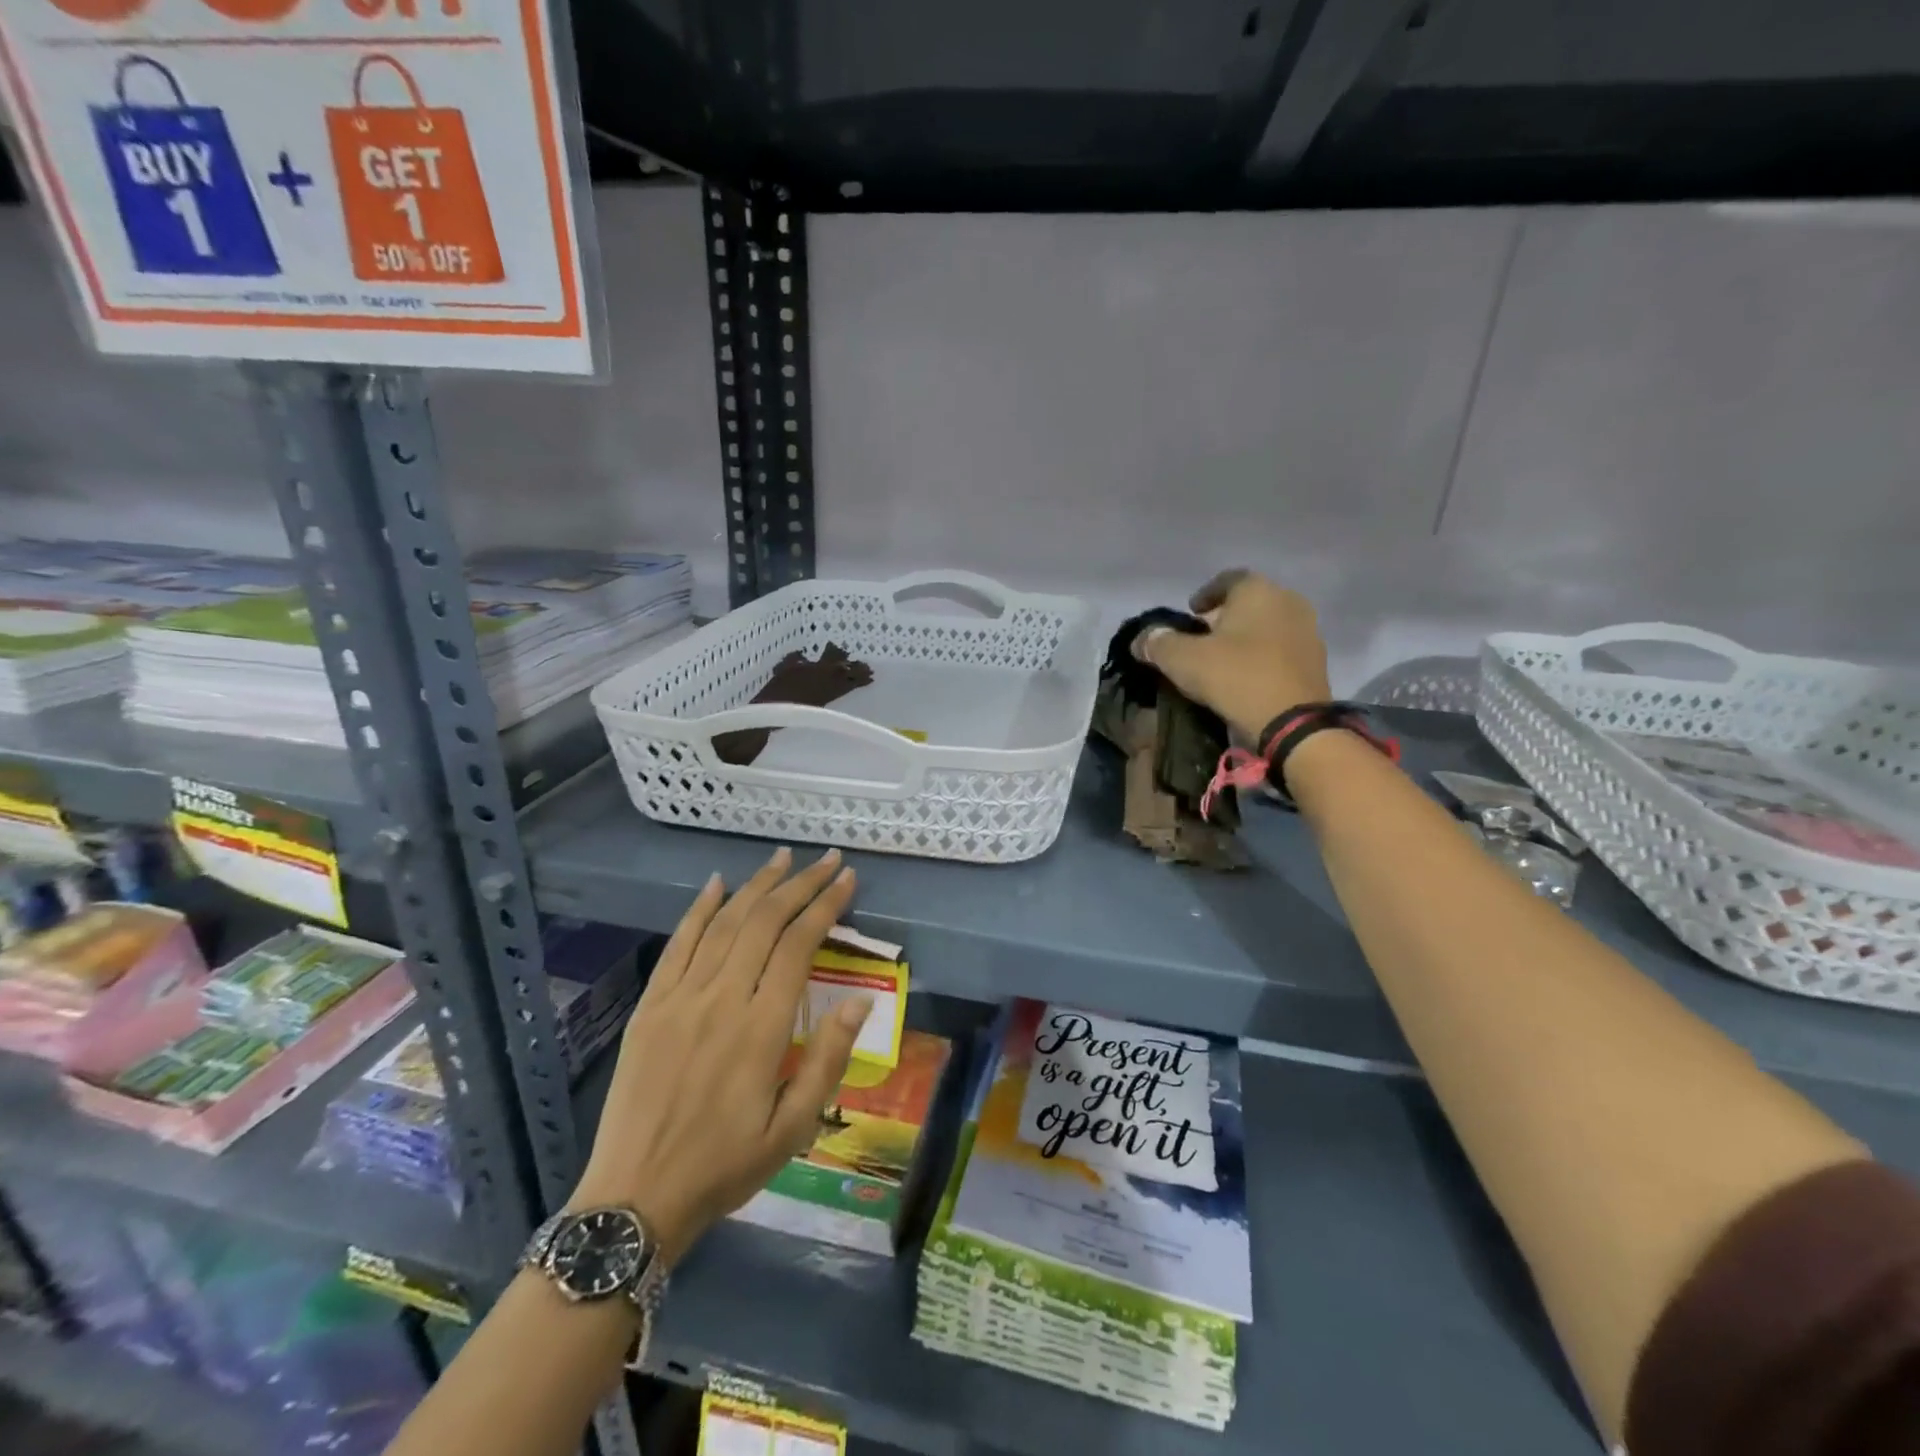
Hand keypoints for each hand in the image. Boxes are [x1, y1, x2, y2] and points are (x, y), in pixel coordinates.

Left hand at [568, 847, 868, 1262]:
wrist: (635, 1198)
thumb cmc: (725, 1166)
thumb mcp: (793, 1128)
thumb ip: (828, 1060)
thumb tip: (860, 1001)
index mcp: (761, 1029)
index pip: (799, 945)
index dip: (825, 906)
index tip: (847, 880)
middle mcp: (721, 999)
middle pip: (765, 922)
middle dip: (800, 884)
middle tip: (826, 859)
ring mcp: (680, 998)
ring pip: (725, 923)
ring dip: (756, 885)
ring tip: (783, 858)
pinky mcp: (651, 1006)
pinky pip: (678, 944)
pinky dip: (699, 909)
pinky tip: (716, 884)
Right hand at [1135, 569, 1332, 738]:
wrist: (1291, 723)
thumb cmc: (1235, 676)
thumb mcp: (1182, 660)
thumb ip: (1158, 643)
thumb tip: (1141, 639)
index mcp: (1257, 590)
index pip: (1227, 579)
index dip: (1205, 594)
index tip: (1190, 612)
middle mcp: (1288, 601)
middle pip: (1249, 602)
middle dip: (1224, 617)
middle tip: (1201, 638)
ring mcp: (1307, 631)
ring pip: (1267, 626)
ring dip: (1245, 638)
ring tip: (1222, 661)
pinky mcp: (1316, 662)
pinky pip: (1280, 651)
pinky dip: (1262, 657)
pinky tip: (1245, 677)